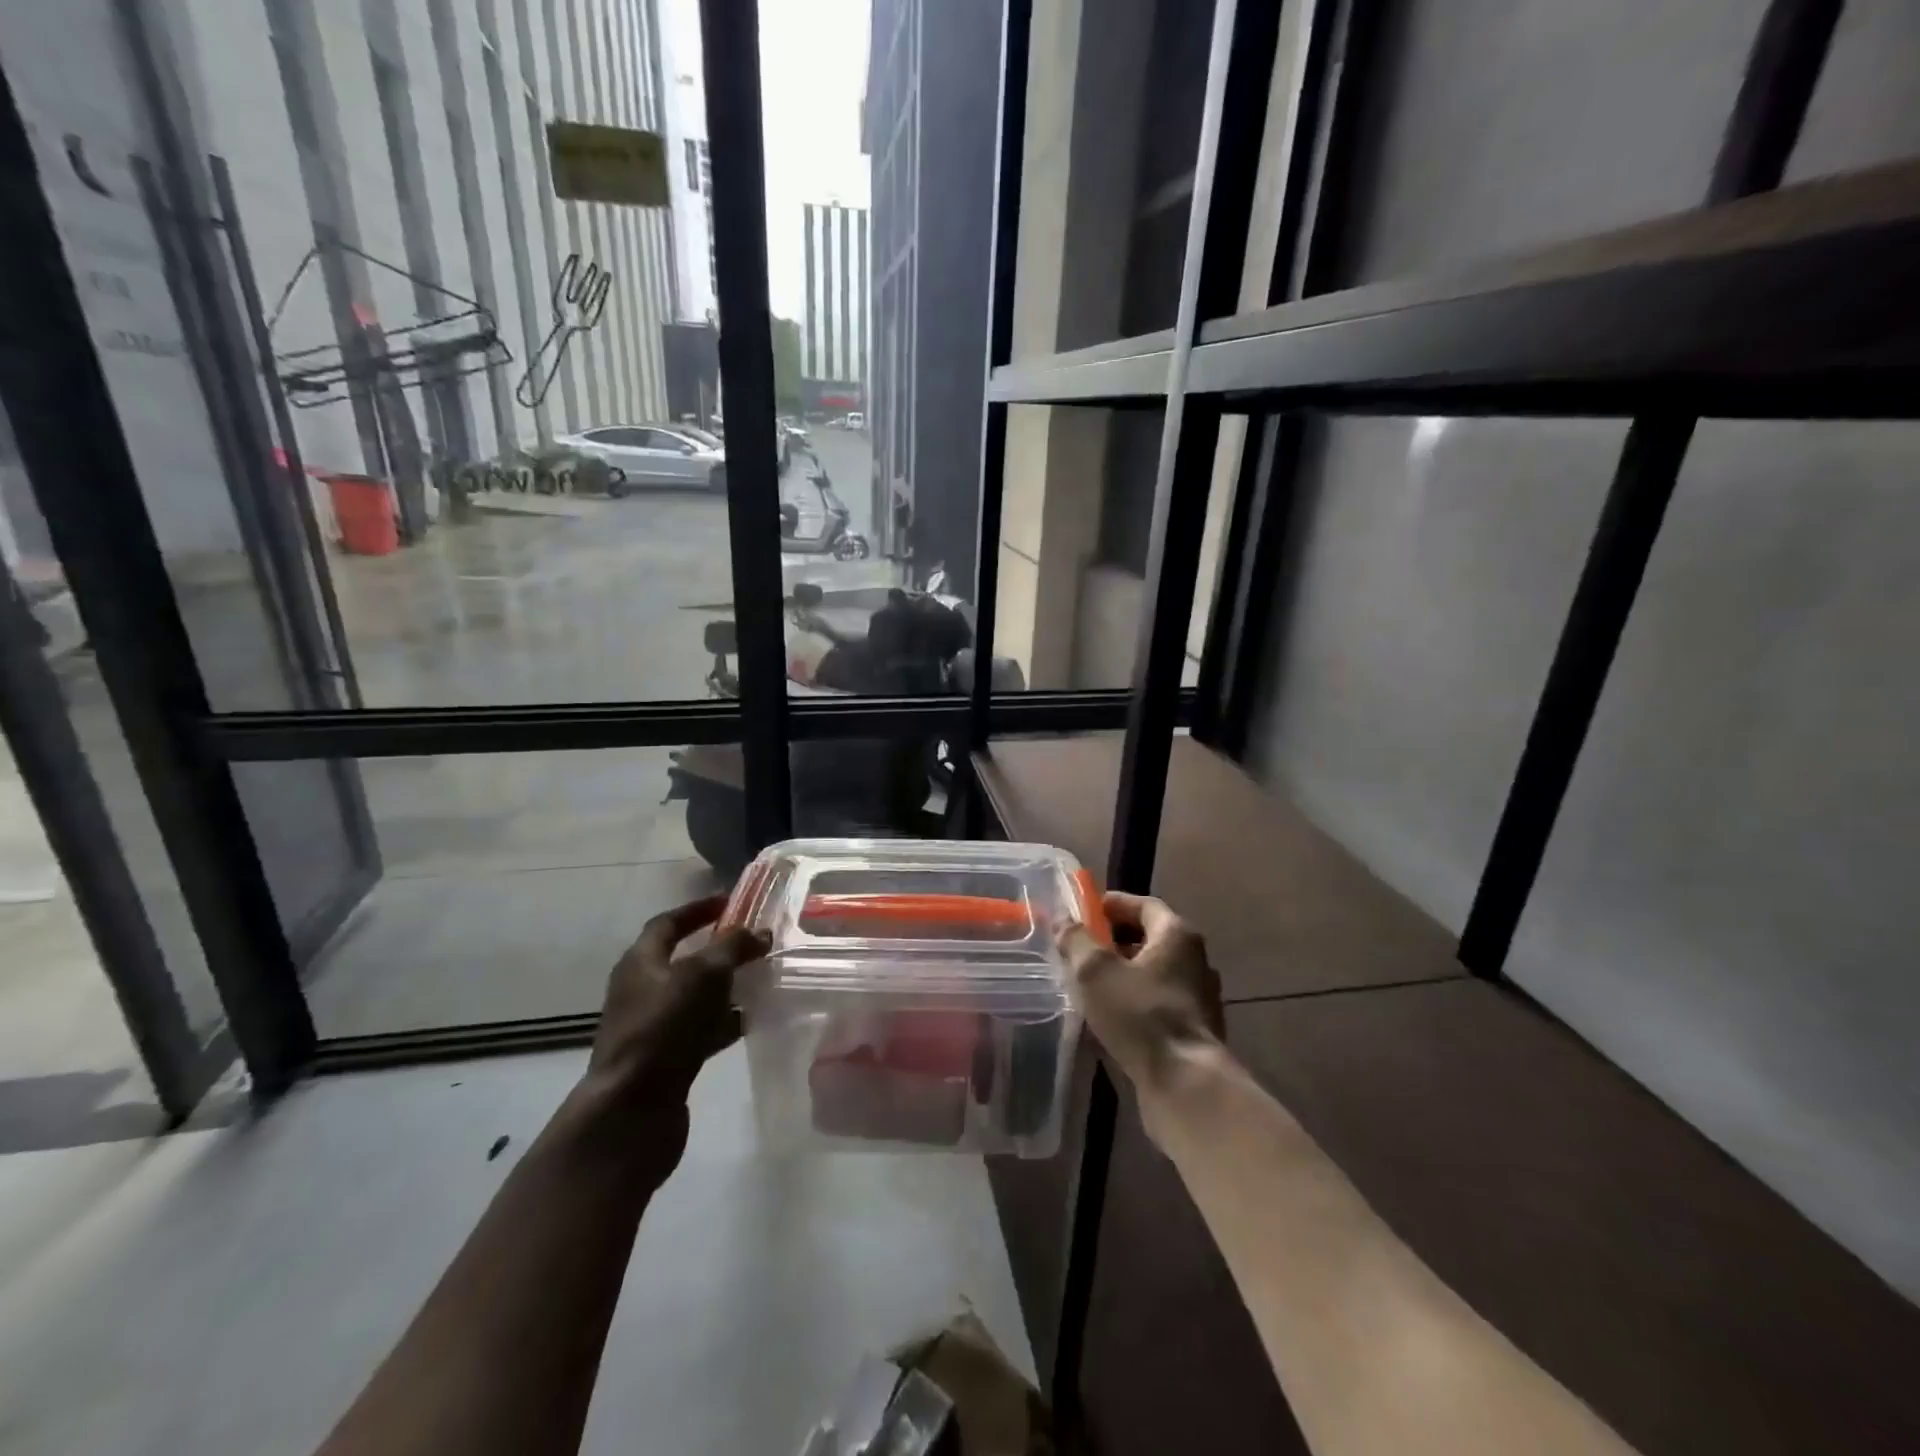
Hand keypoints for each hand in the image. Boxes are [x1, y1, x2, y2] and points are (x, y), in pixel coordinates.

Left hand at [578, 895, 768, 1176]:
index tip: (731, 902)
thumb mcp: (703, 975)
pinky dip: (725, 1022)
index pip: (668, 923)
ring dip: (727, 988)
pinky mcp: (667, 1058)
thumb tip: (761, 932)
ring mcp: (653, 1026)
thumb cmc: (663, 1027)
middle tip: (756, 942)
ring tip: (764, 979)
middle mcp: (642, 990)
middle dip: (720, 950)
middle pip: (685, 960)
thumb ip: (734, 948)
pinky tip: (753, 1020)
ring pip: (696, 996)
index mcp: (641, 962)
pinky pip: (701, 1029)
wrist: (632, 1109)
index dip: (698, 909)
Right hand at [1057, 892, 1223, 1092]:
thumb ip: (1077, 940)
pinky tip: (1110, 1016)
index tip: (1086, 910)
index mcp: (1177, 935)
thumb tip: (1064, 921)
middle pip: (1151, 939)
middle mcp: (1195, 960)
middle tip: (1082, 948)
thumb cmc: (1139, 1014)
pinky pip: (1158, 1003)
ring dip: (1124, 973)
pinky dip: (1135, 1001)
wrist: (1185, 1083)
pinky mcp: (1194, 1030)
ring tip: (1090, 983)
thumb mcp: (1095, 971)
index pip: (1145, 905)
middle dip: (1115, 941)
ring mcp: (1199, 997)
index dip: (1114, 904)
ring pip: (1154, 973)